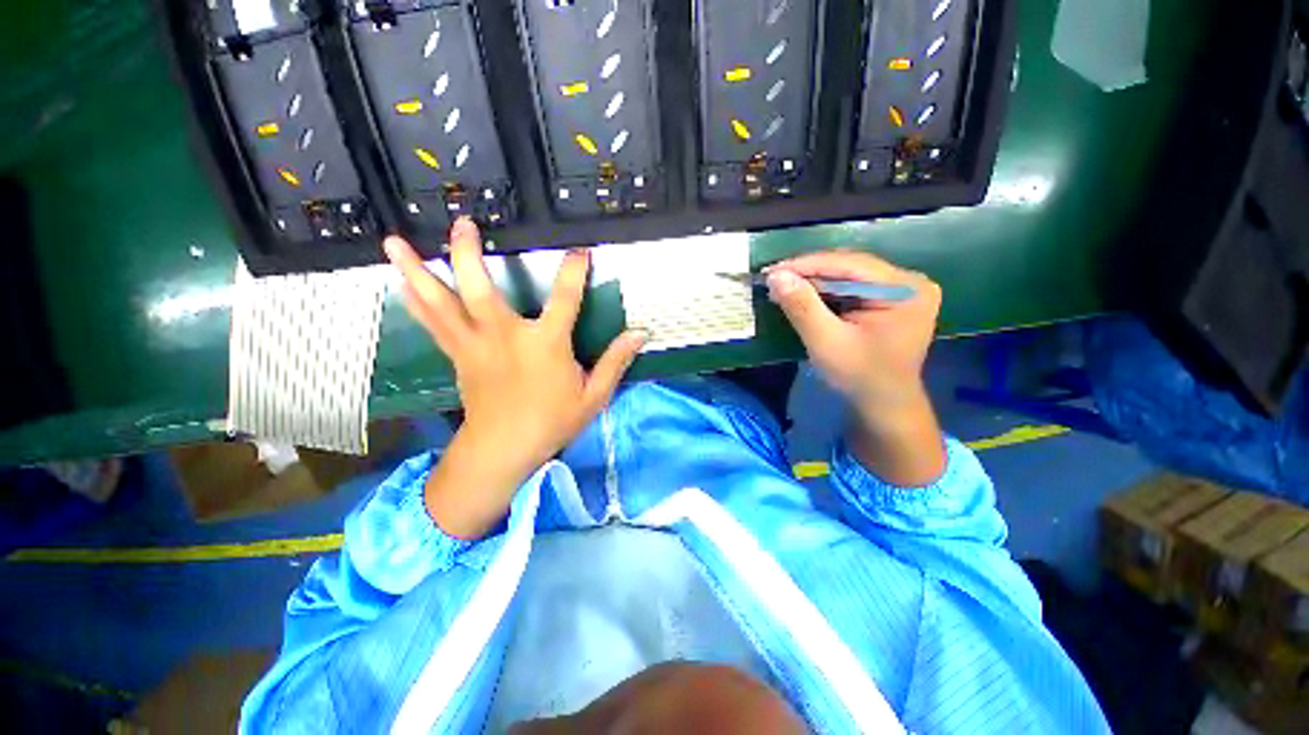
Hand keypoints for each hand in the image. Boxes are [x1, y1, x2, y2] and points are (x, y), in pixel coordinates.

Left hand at [385, 218, 645, 536]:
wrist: (503, 450)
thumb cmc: (552, 422)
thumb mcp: (593, 396)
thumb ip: (614, 362)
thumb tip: (638, 334)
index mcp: (544, 345)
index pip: (565, 299)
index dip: (575, 272)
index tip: (580, 252)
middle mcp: (504, 337)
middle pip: (479, 289)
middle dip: (468, 254)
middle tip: (464, 223)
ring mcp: (474, 345)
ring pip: (441, 303)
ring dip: (418, 271)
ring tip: (395, 243)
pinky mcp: (457, 356)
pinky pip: (432, 322)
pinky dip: (416, 300)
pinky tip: (403, 282)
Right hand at [765, 251, 939, 411]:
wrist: (884, 405)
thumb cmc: (859, 377)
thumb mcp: (826, 342)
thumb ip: (802, 307)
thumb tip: (776, 275)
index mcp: (904, 289)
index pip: (849, 264)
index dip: (807, 264)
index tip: (772, 270)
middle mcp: (909, 282)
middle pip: (851, 267)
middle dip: (810, 273)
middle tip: (775, 279)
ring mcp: (903, 290)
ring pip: (850, 275)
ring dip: (816, 281)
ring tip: (784, 286)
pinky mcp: (892, 300)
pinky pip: (854, 287)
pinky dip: (827, 291)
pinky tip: (805, 295)